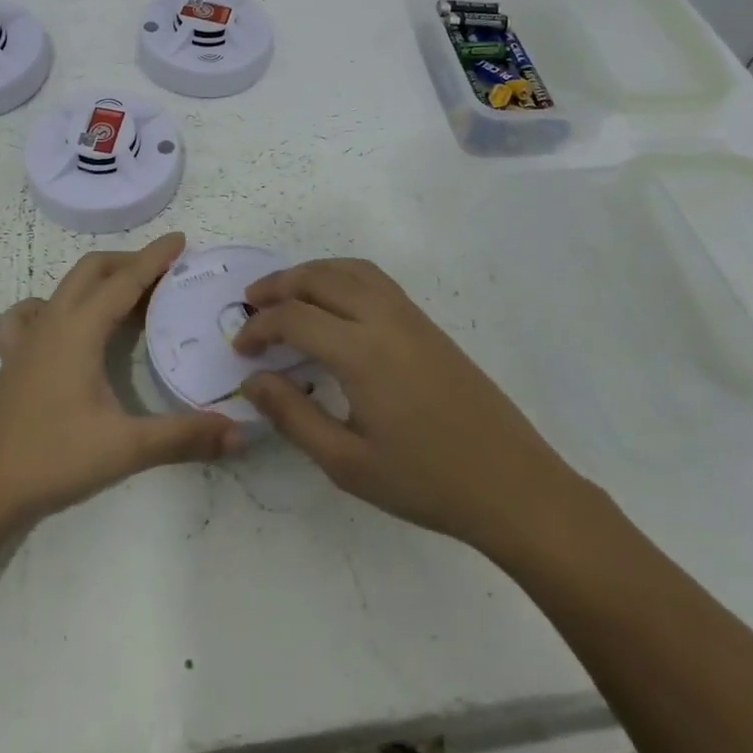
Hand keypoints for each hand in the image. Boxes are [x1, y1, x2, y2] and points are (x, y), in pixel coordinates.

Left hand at [0, 234, 242, 528]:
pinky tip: (63, 326)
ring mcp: (27, 340)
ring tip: (125, 297)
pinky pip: (31, 314)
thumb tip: (238, 431)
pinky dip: (55, 306)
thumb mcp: (124, 448)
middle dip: (129, 262)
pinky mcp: (13, 360)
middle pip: (92, 271)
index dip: (154, 258)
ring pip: (64, 287)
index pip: (124, 280)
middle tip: (165, 272)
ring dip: (97, 280)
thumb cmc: (50, 459)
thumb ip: (182, 436)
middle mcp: (52, 322)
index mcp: (78, 330)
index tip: (181, 239)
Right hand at [236, 257, 581, 557]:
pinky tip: (334, 303)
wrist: (511, 484)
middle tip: (251, 303)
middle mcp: (384, 319)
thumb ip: (293, 415)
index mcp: (361, 352)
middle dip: (279, 285)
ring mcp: (411, 316)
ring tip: (286, 293)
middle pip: (320, 278)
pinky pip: (375, 280)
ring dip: (311, 273)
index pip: (294, 317)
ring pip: (351, 269)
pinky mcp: (427, 324)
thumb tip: (253, 380)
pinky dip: (342, 276)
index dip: (259, 327)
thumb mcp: (346, 462)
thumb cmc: (425, 480)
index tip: (240, 349)